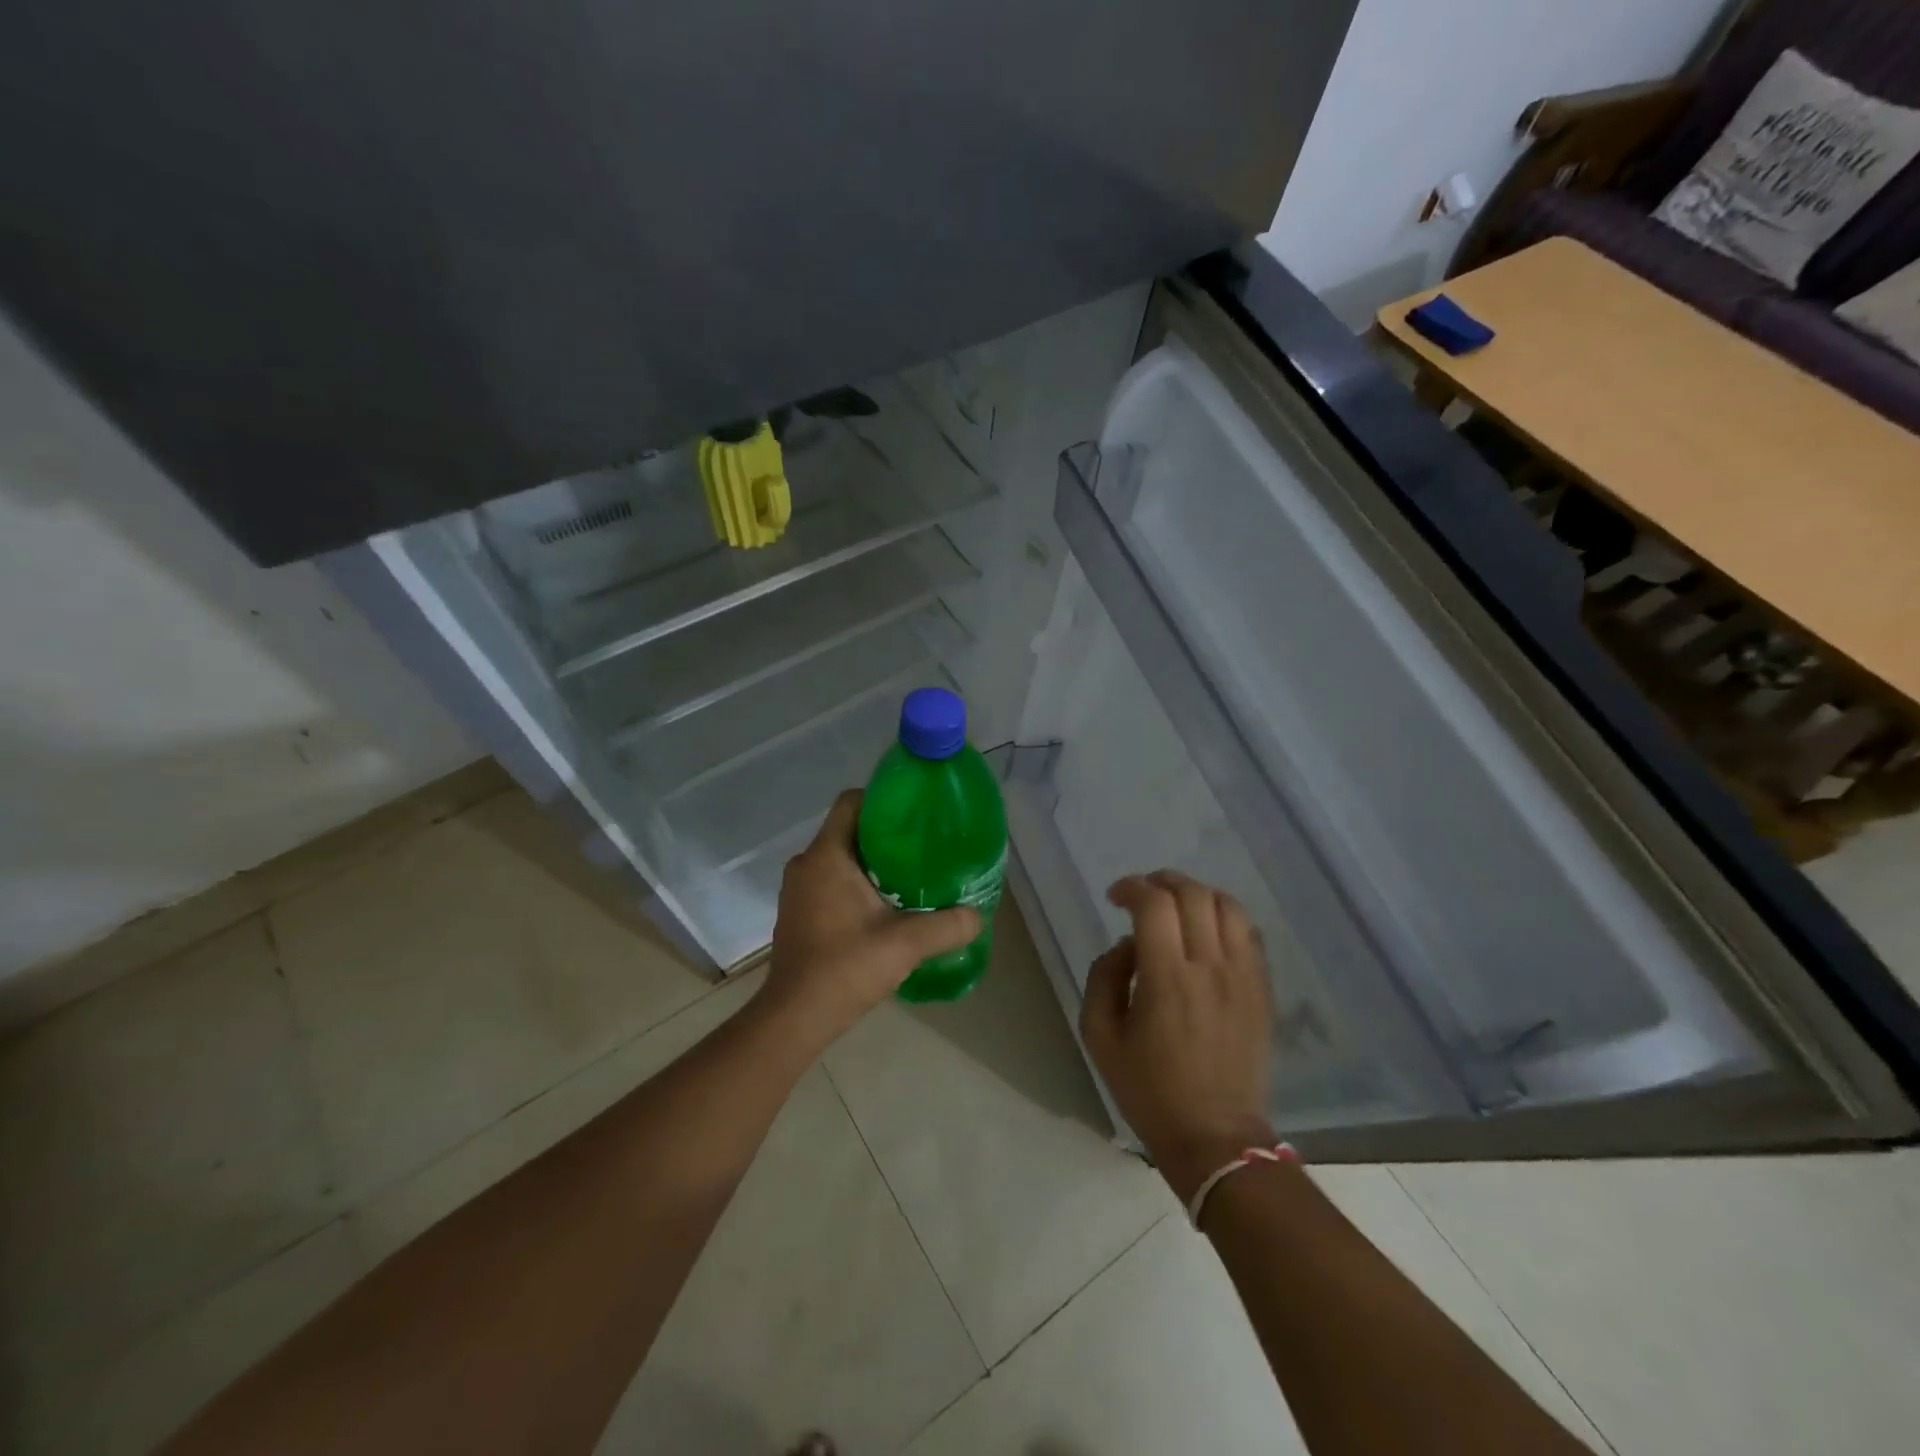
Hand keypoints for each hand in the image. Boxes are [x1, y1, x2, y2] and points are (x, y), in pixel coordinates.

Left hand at [760, 790, 979, 1049]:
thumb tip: (978, 915)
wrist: (795, 1018)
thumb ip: (948, 925)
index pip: (851, 802)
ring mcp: (798, 890)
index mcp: (826, 856)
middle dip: (885, 834)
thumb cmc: (845, 968)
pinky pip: (830, 881)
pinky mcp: (798, 912)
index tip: (914, 812)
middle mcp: (806, 864)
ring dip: (871, 862)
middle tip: (922, 845)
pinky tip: (884, 906)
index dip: (882, 798)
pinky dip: (856, 884)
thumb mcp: (907, 943)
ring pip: (840, 857)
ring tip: (910, 875)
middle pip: (848, 829)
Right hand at [1080, 871, 1276, 1202]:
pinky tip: (1207, 932)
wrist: (1216, 1137)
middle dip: (1163, 882)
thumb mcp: (1099, 1037)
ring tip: (1178, 905)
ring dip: (1198, 894)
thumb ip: (1103, 977)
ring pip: (1228, 906)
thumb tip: (1127, 944)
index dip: (1132, 887)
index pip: (1154, 905)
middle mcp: (1210, 967)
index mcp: (1167, 978)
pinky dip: (1225, 917)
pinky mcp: (1263, 990)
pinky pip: (1249, 934)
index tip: (1115, 896)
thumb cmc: (1149, 1090)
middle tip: (1143, 894)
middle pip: (1194, 894)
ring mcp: (1244, 977)